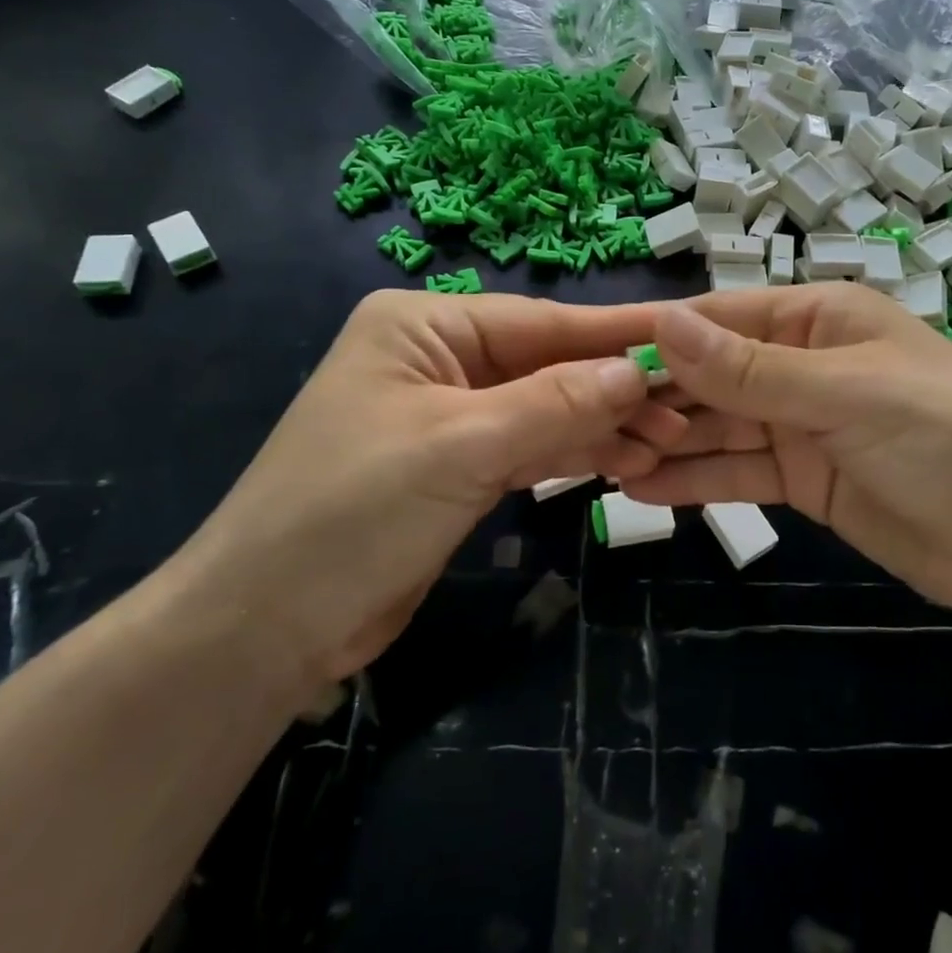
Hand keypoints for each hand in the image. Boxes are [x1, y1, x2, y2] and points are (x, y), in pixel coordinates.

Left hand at [161, 291, 683, 686]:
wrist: (263, 629)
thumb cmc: (351, 512)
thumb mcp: (460, 446)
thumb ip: (555, 403)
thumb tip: (637, 370)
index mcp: (426, 326)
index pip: (542, 323)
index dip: (616, 333)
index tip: (686, 335)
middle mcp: (440, 359)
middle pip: (549, 365)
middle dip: (615, 388)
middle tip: (687, 409)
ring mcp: (451, 416)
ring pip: (546, 409)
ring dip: (603, 425)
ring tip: (669, 440)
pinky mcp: (459, 469)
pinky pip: (531, 448)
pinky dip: (574, 454)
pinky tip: (626, 460)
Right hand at [624, 285, 951, 632]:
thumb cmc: (943, 438)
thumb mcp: (843, 394)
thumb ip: (748, 369)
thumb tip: (662, 325)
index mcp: (819, 318)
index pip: (722, 320)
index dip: (660, 340)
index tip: (594, 363)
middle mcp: (803, 363)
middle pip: (712, 375)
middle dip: (658, 398)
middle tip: (590, 426)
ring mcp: (802, 424)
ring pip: (719, 427)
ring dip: (668, 443)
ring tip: (603, 463)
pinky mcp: (803, 479)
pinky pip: (738, 472)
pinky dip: (696, 481)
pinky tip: (645, 492)